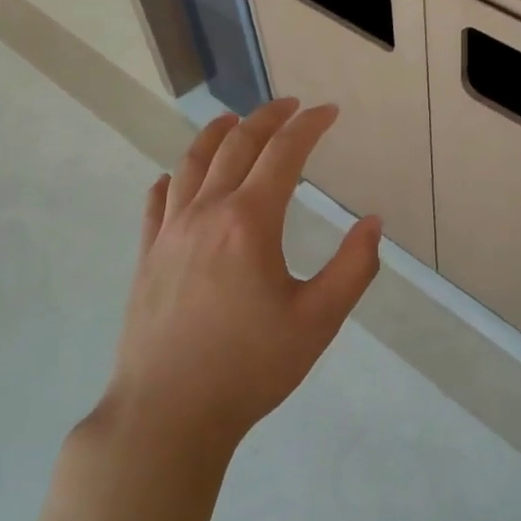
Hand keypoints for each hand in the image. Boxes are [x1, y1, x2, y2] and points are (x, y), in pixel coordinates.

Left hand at [101, 99, 381, 453]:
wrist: (168, 414)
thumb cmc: (250, 368)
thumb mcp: (318, 321)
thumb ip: (353, 267)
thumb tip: (372, 222)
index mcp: (250, 222)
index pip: (283, 153)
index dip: (308, 126)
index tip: (329, 111)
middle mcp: (206, 214)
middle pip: (235, 146)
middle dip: (266, 118)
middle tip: (291, 106)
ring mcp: (169, 234)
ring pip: (191, 164)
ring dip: (216, 134)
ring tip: (232, 119)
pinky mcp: (147, 257)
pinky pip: (158, 202)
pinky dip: (173, 178)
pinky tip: (176, 178)